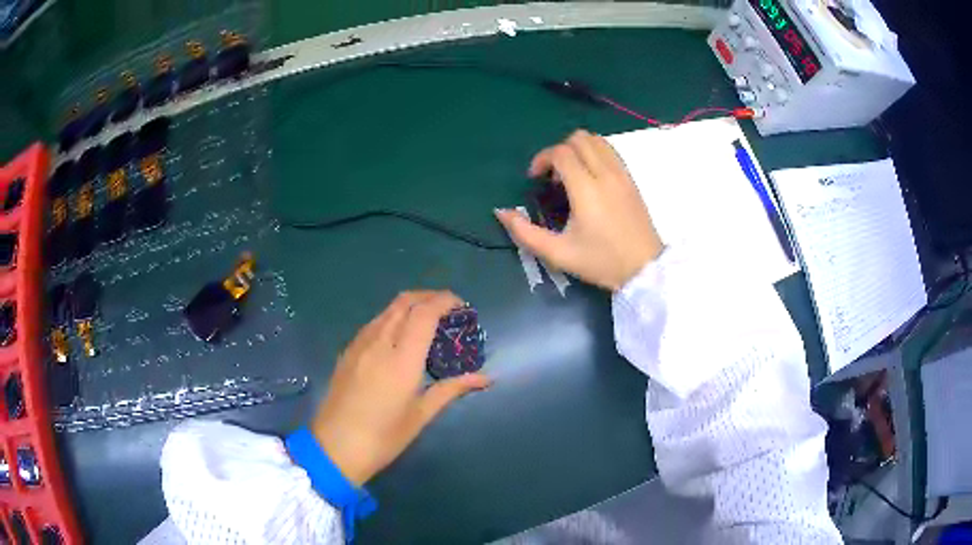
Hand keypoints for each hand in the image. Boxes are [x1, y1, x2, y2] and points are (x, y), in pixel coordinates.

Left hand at [311, 291, 490, 485]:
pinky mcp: (347, 351)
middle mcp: (379, 343)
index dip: (444, 301)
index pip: (424, 313)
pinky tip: (399, 338)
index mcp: (401, 359)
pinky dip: (393, 318)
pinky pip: (374, 323)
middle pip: (404, 302)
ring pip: (387, 310)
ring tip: (427, 322)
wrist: (335, 447)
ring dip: (410, 306)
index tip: (461, 306)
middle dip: (429, 297)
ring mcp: (359, 344)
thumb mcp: (421, 415)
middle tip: (448, 310)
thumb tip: (485, 378)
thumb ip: (452, 389)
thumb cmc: (384, 437)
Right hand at [496, 130, 663, 291]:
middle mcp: (606, 174)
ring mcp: (622, 174)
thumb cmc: (601, 262)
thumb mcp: (558, 253)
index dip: (542, 159)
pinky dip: (595, 154)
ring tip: (571, 175)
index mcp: (587, 189)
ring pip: (597, 140)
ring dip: (578, 149)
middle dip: (559, 150)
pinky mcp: (632, 180)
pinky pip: (611, 151)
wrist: (644, 270)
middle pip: (579, 138)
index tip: (535, 178)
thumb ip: (525, 232)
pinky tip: (591, 178)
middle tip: (552, 176)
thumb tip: (501, 212)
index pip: (561, 152)